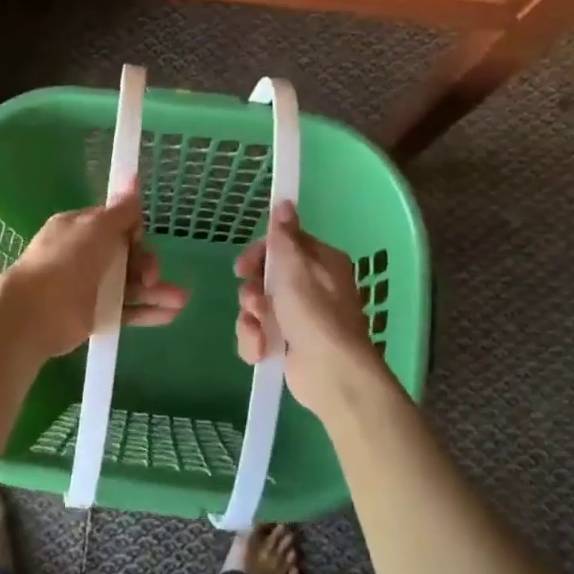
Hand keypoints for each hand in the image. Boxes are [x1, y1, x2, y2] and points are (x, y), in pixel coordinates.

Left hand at [0, 194, 187, 359]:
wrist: (38, 311)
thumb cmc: (67, 260)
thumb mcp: (97, 227)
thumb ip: (121, 210)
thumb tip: (134, 177)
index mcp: (79, 228)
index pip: (115, 224)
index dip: (133, 230)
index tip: (140, 238)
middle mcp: (84, 255)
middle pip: (127, 255)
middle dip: (147, 262)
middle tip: (151, 275)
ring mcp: (90, 286)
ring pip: (130, 284)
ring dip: (156, 289)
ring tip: (181, 300)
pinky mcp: (95, 314)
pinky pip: (127, 309)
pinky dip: (148, 311)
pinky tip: (171, 314)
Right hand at [235, 202, 387, 416]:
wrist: (330, 372)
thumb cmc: (314, 312)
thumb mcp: (294, 267)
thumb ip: (284, 235)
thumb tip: (285, 202)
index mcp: (320, 263)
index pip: (282, 246)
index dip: (259, 254)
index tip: (243, 266)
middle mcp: (311, 288)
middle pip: (265, 278)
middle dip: (252, 291)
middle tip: (254, 301)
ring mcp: (299, 319)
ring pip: (257, 308)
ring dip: (251, 319)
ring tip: (260, 330)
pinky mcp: (288, 345)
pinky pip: (258, 334)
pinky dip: (256, 342)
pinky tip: (262, 350)